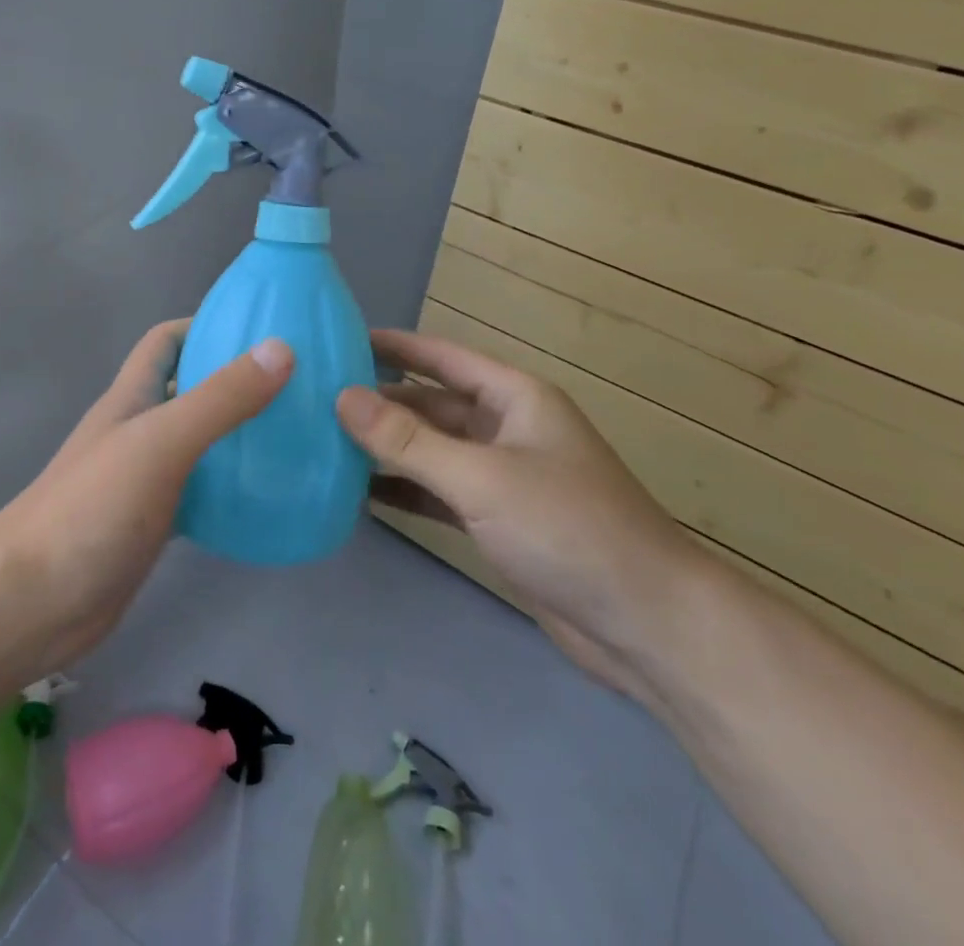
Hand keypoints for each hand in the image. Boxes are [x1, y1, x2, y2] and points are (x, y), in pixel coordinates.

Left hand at [0, 320, 291, 674]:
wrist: (32, 603)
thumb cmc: (91, 509)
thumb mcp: (161, 442)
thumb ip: (220, 398)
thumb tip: (282, 349)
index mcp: (132, 396)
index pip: (166, 340)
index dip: (206, 326)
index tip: (260, 331)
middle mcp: (137, 429)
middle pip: (188, 389)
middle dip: (234, 381)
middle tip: (294, 387)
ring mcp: (143, 478)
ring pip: (198, 442)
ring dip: (237, 436)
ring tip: (293, 438)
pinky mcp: (152, 522)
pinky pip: (200, 492)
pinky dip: (229, 488)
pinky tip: (265, 498)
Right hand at [338, 329, 698, 701]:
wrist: (646, 625)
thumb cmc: (567, 528)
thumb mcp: (481, 477)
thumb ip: (408, 440)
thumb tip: (343, 396)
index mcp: (515, 398)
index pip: (442, 357)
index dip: (394, 346)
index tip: (340, 339)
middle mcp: (507, 428)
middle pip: (432, 405)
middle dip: (381, 402)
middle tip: (317, 399)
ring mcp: (503, 477)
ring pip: (433, 450)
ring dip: (388, 448)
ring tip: (327, 442)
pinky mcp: (498, 521)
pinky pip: (440, 492)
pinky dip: (406, 491)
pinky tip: (361, 493)